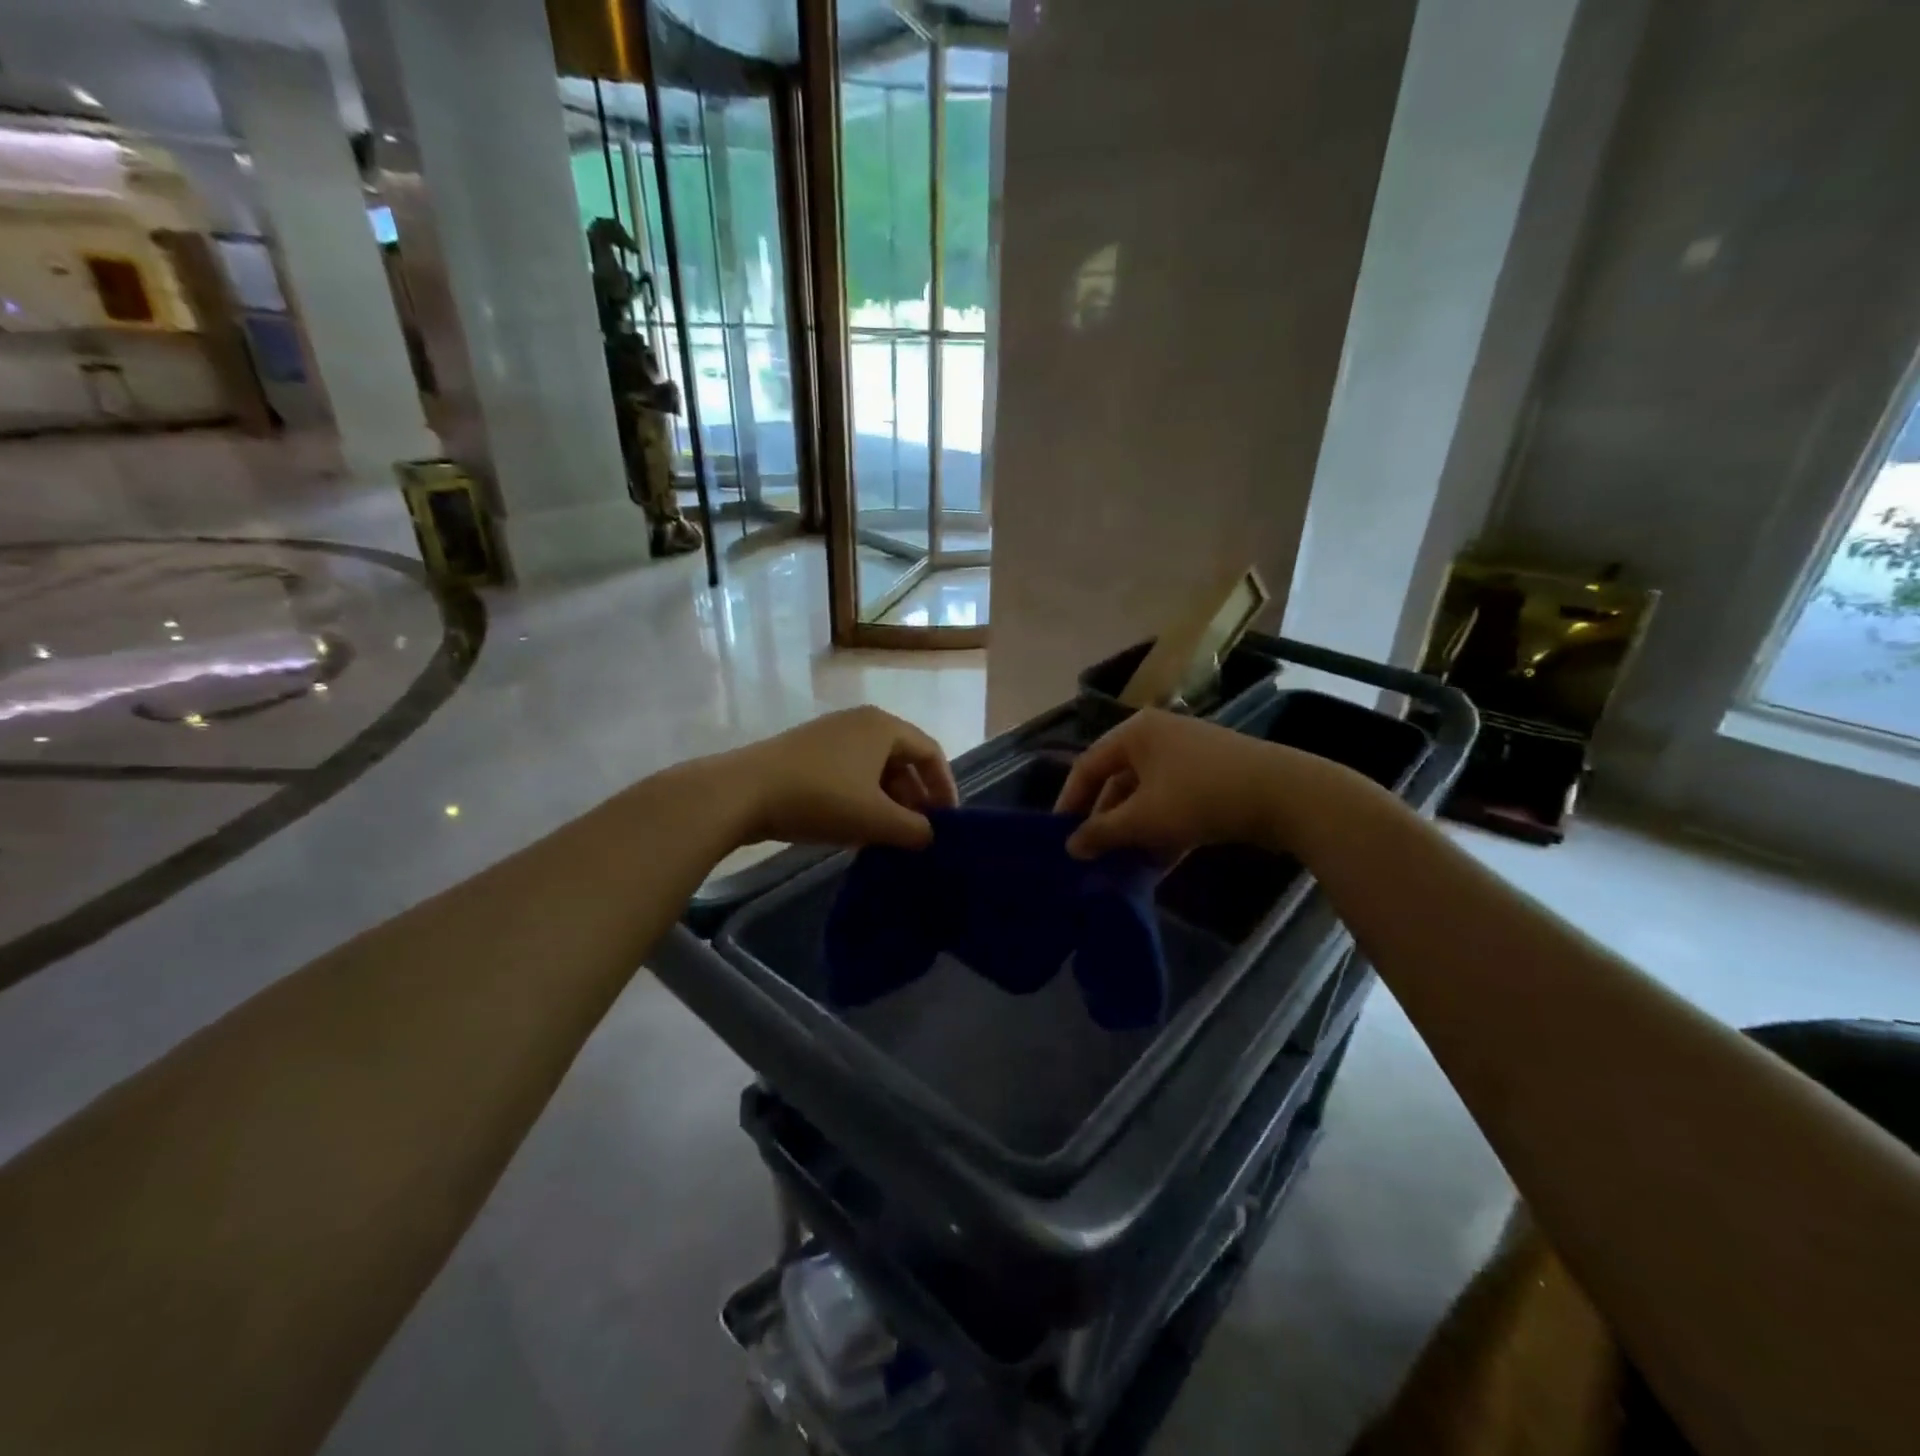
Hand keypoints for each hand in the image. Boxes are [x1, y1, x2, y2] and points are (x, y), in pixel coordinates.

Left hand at [723, 706, 959, 849]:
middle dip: (914, 798)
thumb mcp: (875, 819)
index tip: (948, 822)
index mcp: (883, 727)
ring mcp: (830, 736)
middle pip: (902, 760)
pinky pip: (849, 774)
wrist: (742, 792)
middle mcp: (860, 723)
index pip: (930, 752)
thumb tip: (930, 836)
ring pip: (874, 770)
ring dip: (887, 803)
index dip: (944, 787)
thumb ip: (913, 829)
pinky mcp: (806, 753)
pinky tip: (855, 830)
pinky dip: (861, 799)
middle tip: (919, 833)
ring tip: (888, 837)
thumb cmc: (820, 798)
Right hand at [1053, 708, 1365, 859]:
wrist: (1287, 795)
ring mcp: (1189, 754)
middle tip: (1093, 856)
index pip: (1087, 766)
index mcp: (1135, 733)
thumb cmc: (1201, 797)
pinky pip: (1174, 801)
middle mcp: (1159, 735)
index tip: (1059, 837)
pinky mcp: (1213, 775)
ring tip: (1121, 866)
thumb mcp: (1144, 818)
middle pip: (1117, 781)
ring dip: (1134, 831)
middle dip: (1106, 822)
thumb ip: (1102, 832)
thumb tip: (1070, 846)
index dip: (1069, 802)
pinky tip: (1157, 863)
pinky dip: (1162, 829)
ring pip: (1147, 795)